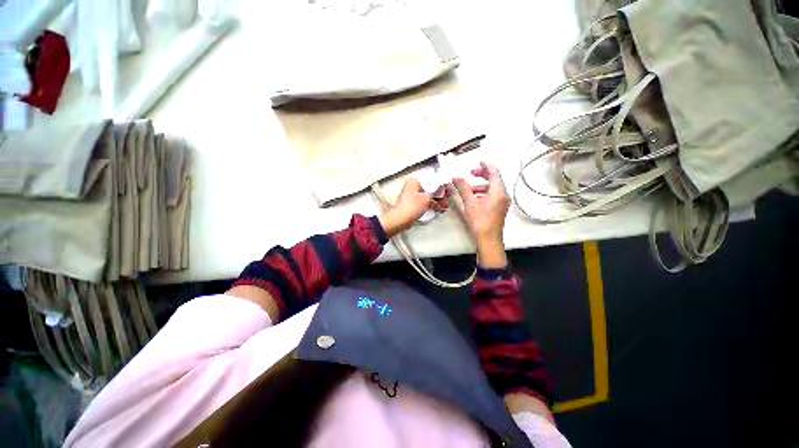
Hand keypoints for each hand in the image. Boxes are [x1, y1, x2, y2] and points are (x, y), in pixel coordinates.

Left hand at [379, 177, 448, 237]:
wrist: (399, 221)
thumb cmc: (412, 207)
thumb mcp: (426, 198)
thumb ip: (436, 190)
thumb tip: (443, 184)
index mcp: (415, 181)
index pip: (431, 179)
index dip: (441, 185)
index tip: (449, 191)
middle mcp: (413, 186)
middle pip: (431, 188)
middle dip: (440, 195)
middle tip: (447, 202)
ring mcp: (413, 195)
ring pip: (429, 196)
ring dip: (437, 201)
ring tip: (444, 208)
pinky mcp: (414, 204)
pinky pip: (425, 202)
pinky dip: (432, 205)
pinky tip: (439, 210)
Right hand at [452, 162, 509, 267]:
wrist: (488, 239)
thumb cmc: (480, 221)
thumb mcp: (470, 203)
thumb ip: (463, 188)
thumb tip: (456, 177)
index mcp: (498, 191)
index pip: (494, 172)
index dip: (486, 165)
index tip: (479, 161)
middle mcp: (503, 195)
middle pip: (494, 179)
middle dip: (482, 175)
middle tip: (471, 173)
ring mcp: (502, 202)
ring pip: (492, 188)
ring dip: (481, 185)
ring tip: (469, 189)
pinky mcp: (499, 208)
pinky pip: (492, 195)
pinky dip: (483, 193)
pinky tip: (473, 198)